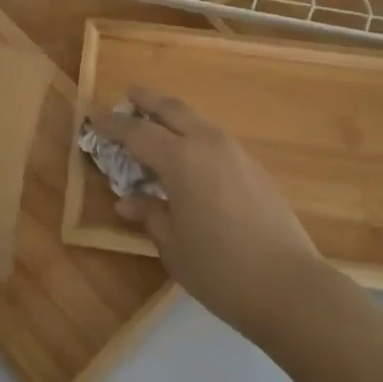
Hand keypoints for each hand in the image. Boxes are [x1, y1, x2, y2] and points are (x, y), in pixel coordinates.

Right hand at [91, 88, 323, 341]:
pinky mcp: (254, 167)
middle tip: (128, 94)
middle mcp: (207, 144)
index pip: (136, 132)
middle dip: (147, 99)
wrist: (290, 287)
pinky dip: (194, 135)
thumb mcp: (173, 246)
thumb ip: (150, 214)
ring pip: (196, 120)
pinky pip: (214, 138)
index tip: (91, 113)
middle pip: (171, 109)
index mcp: (180, 160)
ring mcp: (235, 152)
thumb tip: (128, 200)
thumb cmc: (220, 270)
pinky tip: (190, 155)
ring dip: (173, 116)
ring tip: (156, 123)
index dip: (111, 123)